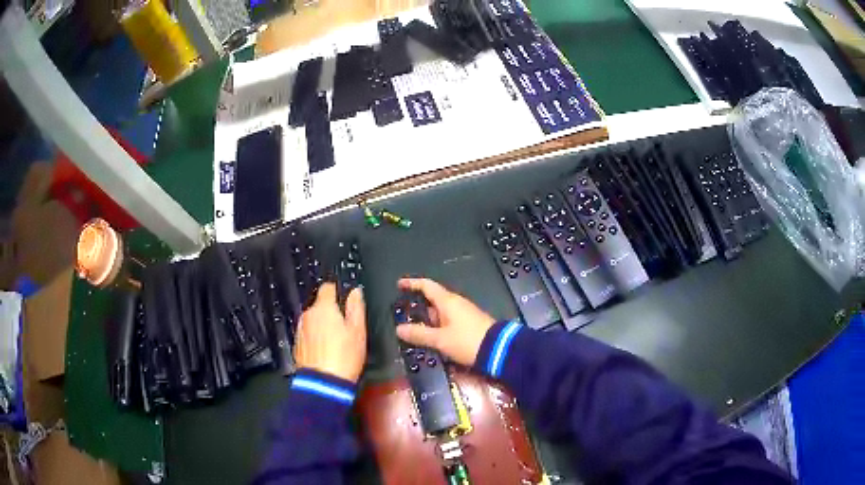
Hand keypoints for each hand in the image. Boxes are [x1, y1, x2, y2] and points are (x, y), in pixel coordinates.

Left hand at [294, 283, 366, 382]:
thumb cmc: (344, 356)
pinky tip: (325, 351)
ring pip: (313, 321)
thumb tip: (355, 292)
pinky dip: (315, 338)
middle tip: (345, 327)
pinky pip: (308, 334)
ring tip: (335, 342)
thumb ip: (356, 308)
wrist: (323, 383)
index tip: (345, 302)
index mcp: (323, 308)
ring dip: (322, 326)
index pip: (327, 288)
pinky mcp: (297, 344)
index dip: (337, 292)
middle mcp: (308, 315)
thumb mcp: (358, 331)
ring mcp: (300, 330)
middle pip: (320, 306)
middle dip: (330, 312)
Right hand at [395, 278, 495, 366]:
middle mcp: (456, 304)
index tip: (400, 285)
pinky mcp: (469, 325)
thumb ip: (420, 334)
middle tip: (403, 316)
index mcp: (448, 301)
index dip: (412, 284)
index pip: (427, 286)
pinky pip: (448, 321)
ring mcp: (464, 314)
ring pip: (440, 313)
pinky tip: (432, 338)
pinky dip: (437, 327)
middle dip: (418, 307)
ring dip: (427, 320)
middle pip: (433, 300)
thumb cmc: (467, 341)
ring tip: (414, 331)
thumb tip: (399, 329)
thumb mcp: (440, 339)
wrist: (499, 349)